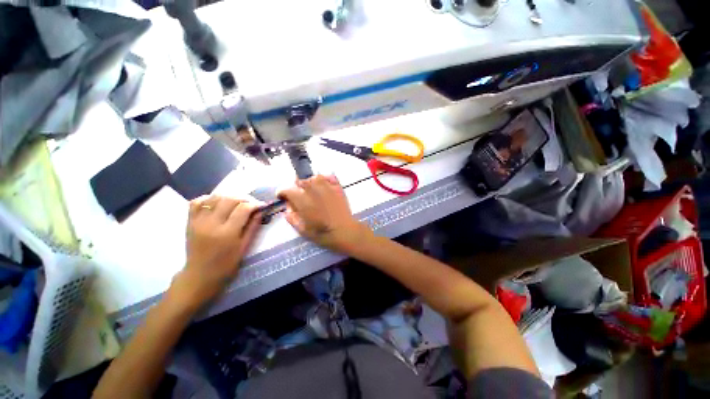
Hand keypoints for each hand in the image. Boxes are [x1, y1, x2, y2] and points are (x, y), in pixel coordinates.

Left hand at [173, 196, 261, 308]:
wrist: (200, 275)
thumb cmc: (226, 264)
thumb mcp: (244, 247)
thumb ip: (253, 227)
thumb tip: (261, 211)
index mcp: (227, 233)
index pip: (243, 208)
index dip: (255, 204)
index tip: (261, 205)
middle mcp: (211, 224)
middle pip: (229, 199)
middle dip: (244, 198)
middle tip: (251, 203)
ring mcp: (198, 221)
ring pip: (214, 197)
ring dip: (228, 196)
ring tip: (236, 202)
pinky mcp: (190, 221)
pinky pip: (197, 201)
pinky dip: (209, 198)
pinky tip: (217, 202)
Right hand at [278, 175, 370, 252]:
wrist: (344, 232)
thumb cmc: (322, 234)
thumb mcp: (302, 230)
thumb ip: (291, 216)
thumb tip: (287, 206)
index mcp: (303, 201)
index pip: (288, 190)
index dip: (282, 192)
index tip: (282, 196)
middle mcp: (314, 191)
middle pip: (301, 181)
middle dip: (296, 186)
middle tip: (298, 195)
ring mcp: (327, 188)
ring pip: (315, 177)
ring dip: (310, 182)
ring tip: (311, 190)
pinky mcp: (338, 188)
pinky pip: (330, 177)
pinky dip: (325, 179)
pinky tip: (324, 186)